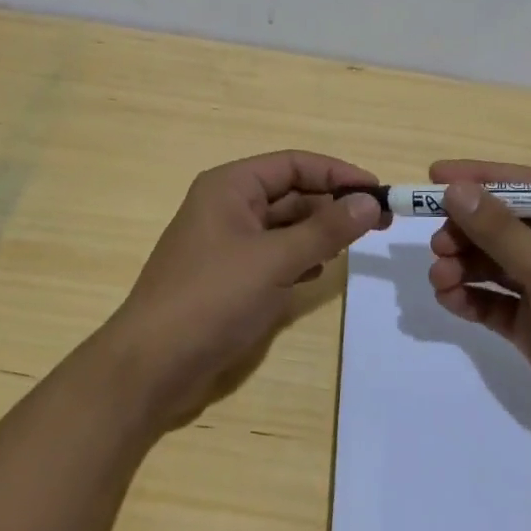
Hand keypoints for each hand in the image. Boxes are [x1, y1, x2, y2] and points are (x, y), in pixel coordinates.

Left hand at [101, 151, 386, 429]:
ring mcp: (226, 243)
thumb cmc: (213, 299)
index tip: (378, 191)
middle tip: (378, 222)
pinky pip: (272, 255)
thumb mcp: (274, 260)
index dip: (338, 173)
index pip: (293, 164)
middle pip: (290, 193)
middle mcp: (227, 206)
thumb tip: (368, 201)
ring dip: (318, 232)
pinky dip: (298, 258)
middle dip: (332, 204)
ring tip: (354, 244)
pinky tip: (319, 271)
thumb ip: (325, 229)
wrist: (151, 366)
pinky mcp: (228, 277)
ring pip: (283, 226)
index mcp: (230, 186)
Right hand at [425, 159, 530, 455]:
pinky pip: (493, 302)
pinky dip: (469, 298)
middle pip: (501, 226)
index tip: (433, 177)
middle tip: (437, 246)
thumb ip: (501, 232)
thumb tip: (454, 190)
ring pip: (492, 264)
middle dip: (465, 232)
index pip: (523, 185)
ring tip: (440, 278)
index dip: (478, 179)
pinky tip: (450, 300)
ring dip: (462, 266)